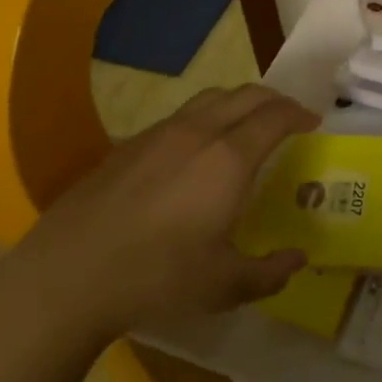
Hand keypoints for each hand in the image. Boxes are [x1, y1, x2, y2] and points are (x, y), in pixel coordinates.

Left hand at [0, 86, 317, 348]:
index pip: (275, 117)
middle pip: (246, 95)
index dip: (299, 114)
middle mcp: (198, 132)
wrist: (68, 274)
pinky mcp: (129, 144)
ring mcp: (159, 133)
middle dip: (274, 100)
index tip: (313, 122)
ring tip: (246, 125)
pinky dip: (205, 118)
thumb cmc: (156, 277)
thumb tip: (298, 259)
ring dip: (239, 102)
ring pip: (210, 98)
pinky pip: (181, 115)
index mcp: (229, 159)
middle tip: (288, 118)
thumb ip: (269, 272)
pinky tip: (196, 151)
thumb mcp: (223, 286)